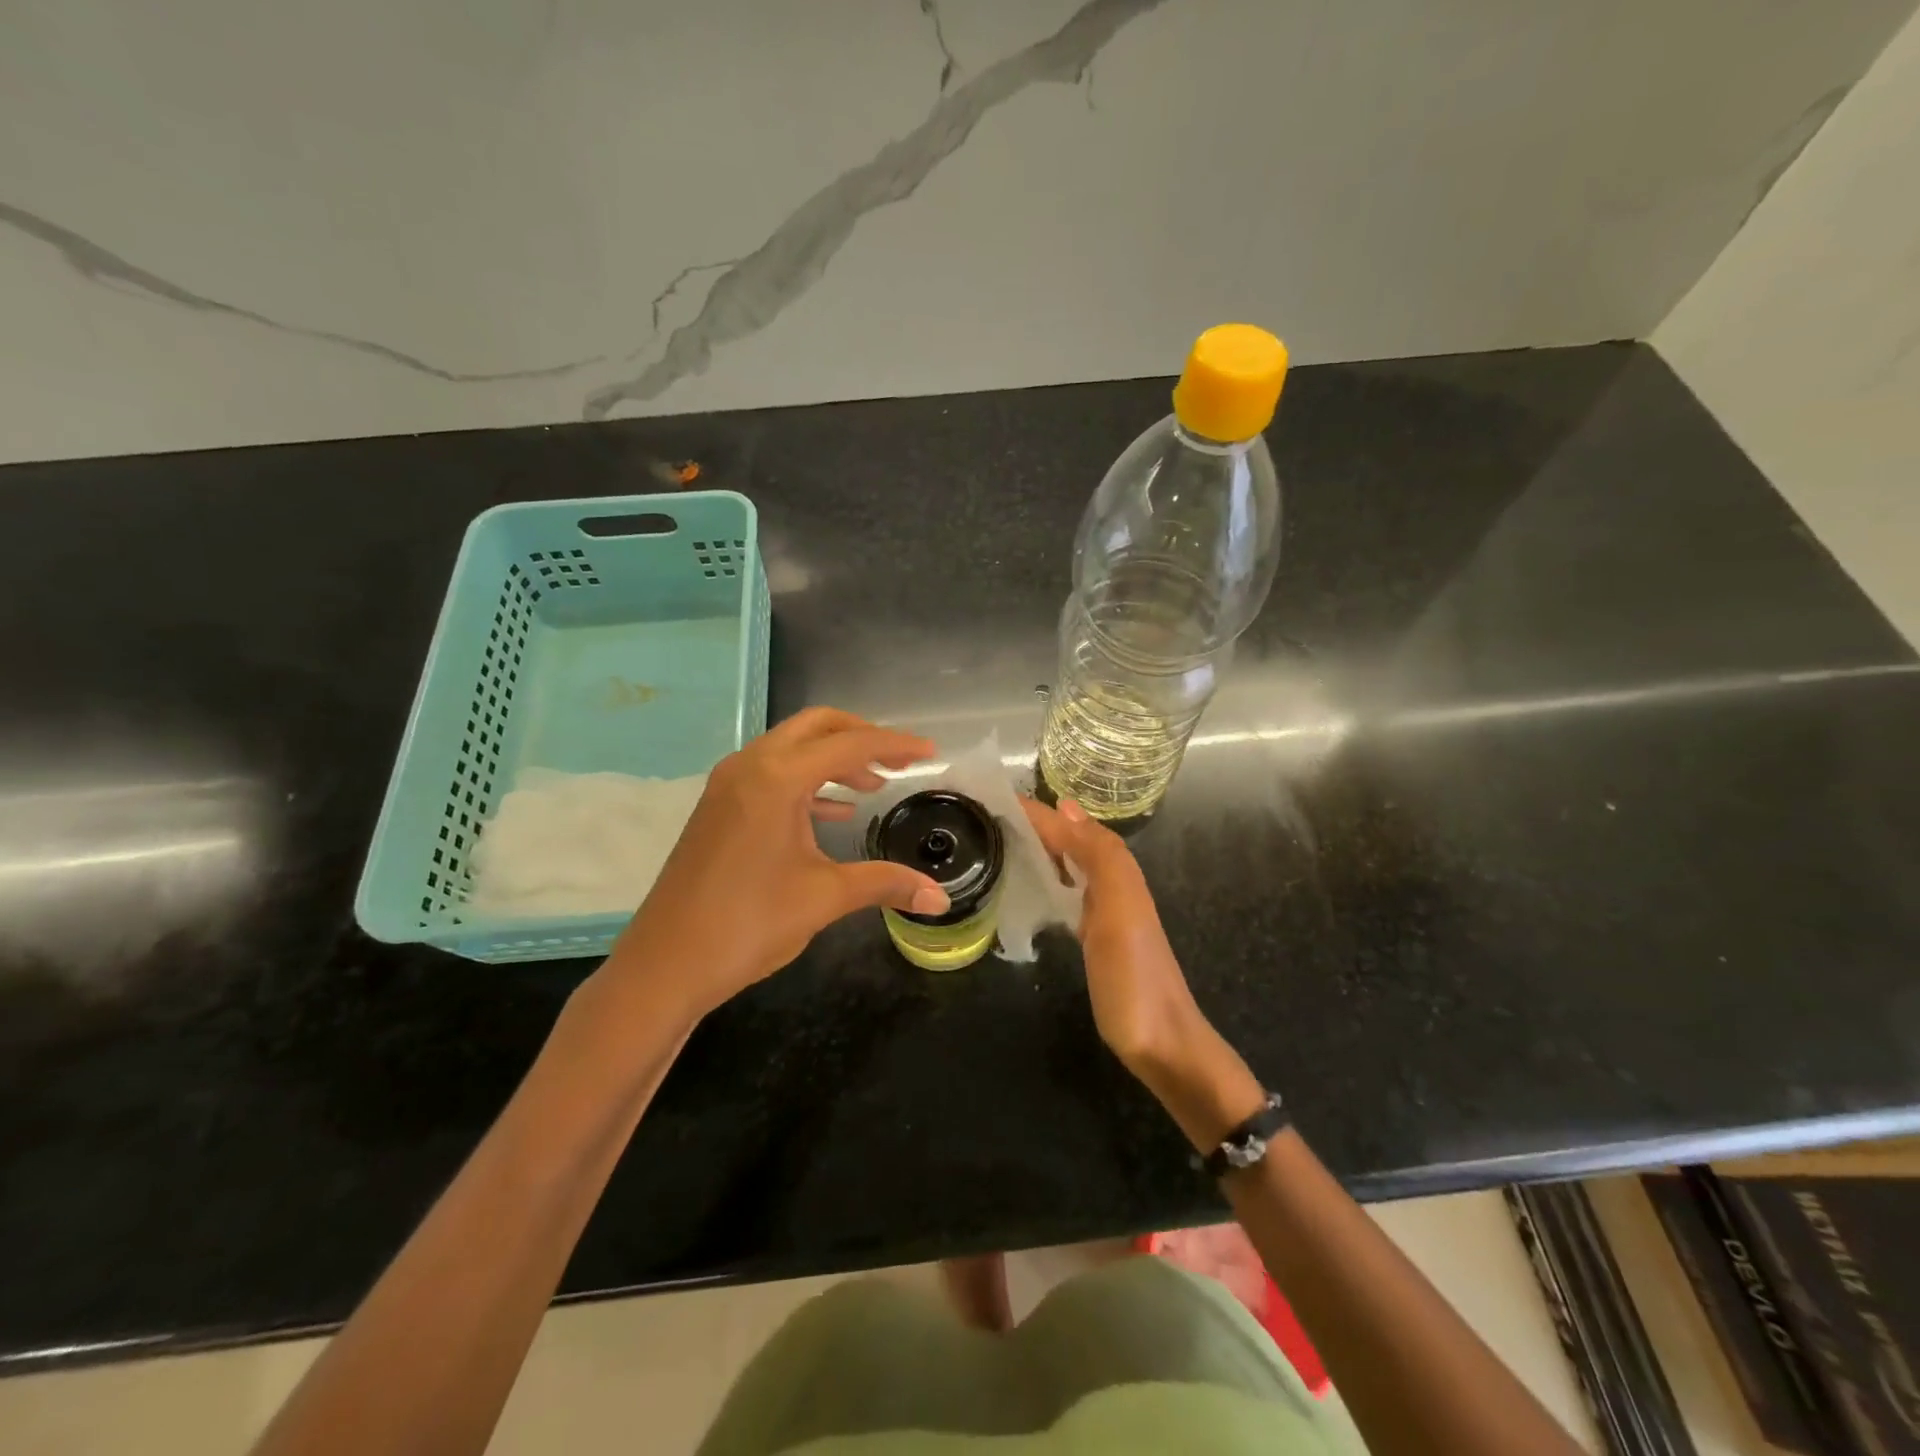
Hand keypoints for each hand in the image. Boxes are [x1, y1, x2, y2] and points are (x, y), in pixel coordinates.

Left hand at [604, 708, 948, 1020]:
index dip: (894, 745)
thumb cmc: (748, 925)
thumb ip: (885, 884)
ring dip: (833, 759)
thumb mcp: (824, 898)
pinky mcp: (718, 807)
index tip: (930, 753)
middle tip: (900, 759)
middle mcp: (749, 766)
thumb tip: (940, 897)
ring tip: (873, 785)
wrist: (665, 965)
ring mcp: (728, 785)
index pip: (849, 745)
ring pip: (791, 748)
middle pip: (815, 727)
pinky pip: (771, 773)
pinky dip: (807, 781)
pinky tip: (833, 811)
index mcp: (776, 778)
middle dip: (861, 736)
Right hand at [1022, 797, 1262, 1146]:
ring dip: (1045, 846)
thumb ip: (1099, 857)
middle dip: (1040, 822)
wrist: (1161, 1042)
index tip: (995, 798)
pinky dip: (1050, 877)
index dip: (1039, 813)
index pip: (1072, 828)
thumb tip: (1065, 808)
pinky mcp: (1095, 937)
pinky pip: (1070, 891)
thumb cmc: (1133, 977)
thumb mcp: (1118, 910)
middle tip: (992, 813)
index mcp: (1118, 872)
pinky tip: (1033, 884)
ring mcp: (1106, 912)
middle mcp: (1113, 884)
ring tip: (1006, 837)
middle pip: (1074, 840)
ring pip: (1072, 864)